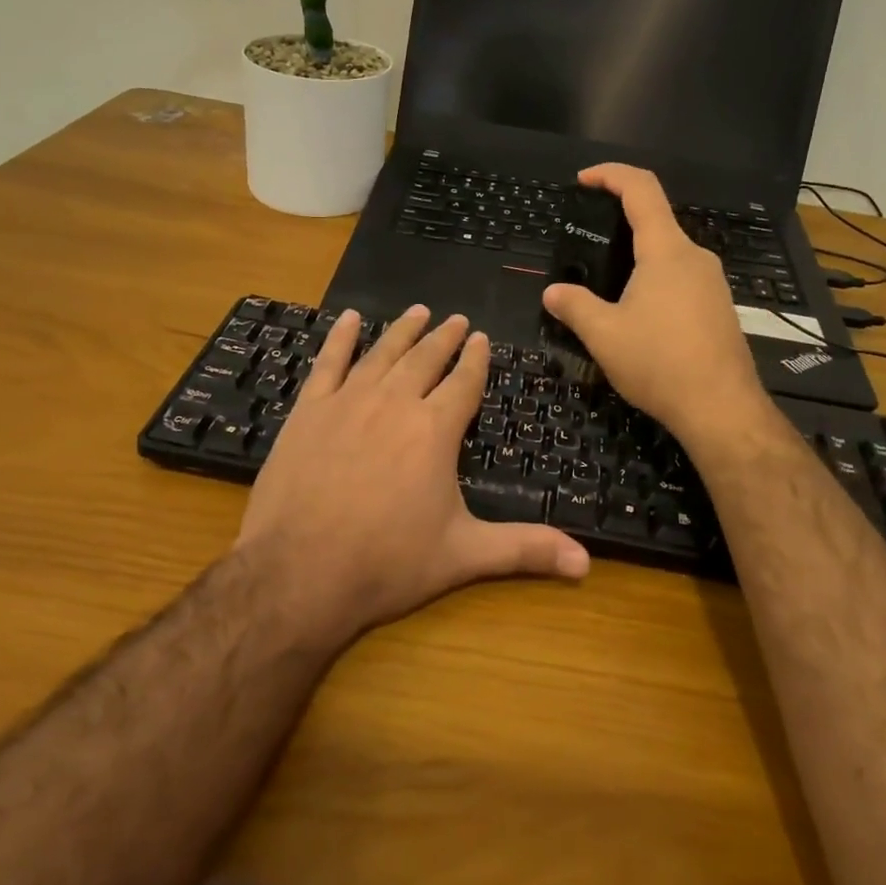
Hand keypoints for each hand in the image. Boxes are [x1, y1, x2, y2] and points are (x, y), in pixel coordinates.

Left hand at [235, 306, 589, 641]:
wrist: (299, 572)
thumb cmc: (387, 563)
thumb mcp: (464, 555)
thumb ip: (525, 550)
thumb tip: (586, 563)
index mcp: (435, 430)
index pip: (464, 382)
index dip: (476, 360)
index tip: (482, 338)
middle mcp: (395, 403)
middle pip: (425, 359)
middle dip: (444, 338)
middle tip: (456, 319)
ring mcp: (348, 401)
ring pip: (382, 353)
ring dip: (402, 330)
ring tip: (418, 312)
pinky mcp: (308, 410)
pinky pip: (328, 363)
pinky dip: (339, 338)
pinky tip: (347, 319)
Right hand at [541, 164, 768, 450]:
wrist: (722, 409)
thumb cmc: (660, 364)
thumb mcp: (604, 335)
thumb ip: (575, 307)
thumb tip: (552, 293)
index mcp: (666, 251)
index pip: (641, 189)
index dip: (611, 174)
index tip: (583, 180)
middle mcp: (695, 257)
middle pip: (656, 221)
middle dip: (619, 223)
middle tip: (586, 245)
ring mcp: (713, 282)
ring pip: (669, 253)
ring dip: (637, 258)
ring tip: (607, 286)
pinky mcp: (719, 307)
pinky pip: (682, 278)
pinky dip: (655, 280)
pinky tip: (639, 315)